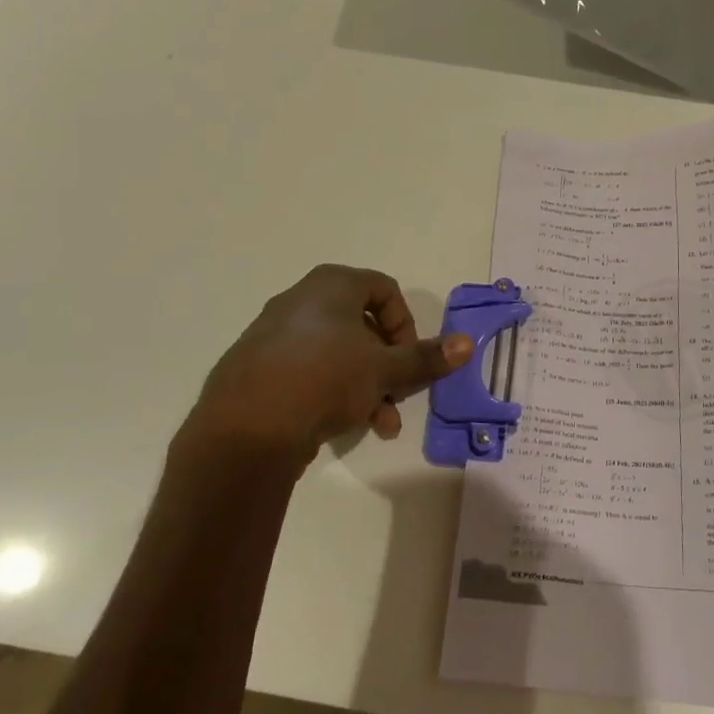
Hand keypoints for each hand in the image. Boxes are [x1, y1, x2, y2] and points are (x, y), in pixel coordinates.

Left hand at [181, 265, 471, 470]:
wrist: (245, 428)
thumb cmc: (324, 379)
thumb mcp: (384, 369)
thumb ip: (425, 358)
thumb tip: (468, 343)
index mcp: (331, 284)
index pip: (385, 291)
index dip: (406, 326)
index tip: (409, 361)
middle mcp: (301, 299)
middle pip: (362, 326)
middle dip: (388, 366)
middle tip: (397, 396)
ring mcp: (274, 333)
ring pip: (337, 353)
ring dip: (366, 386)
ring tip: (378, 425)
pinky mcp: (257, 366)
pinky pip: (307, 370)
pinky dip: (331, 391)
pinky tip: (340, 426)